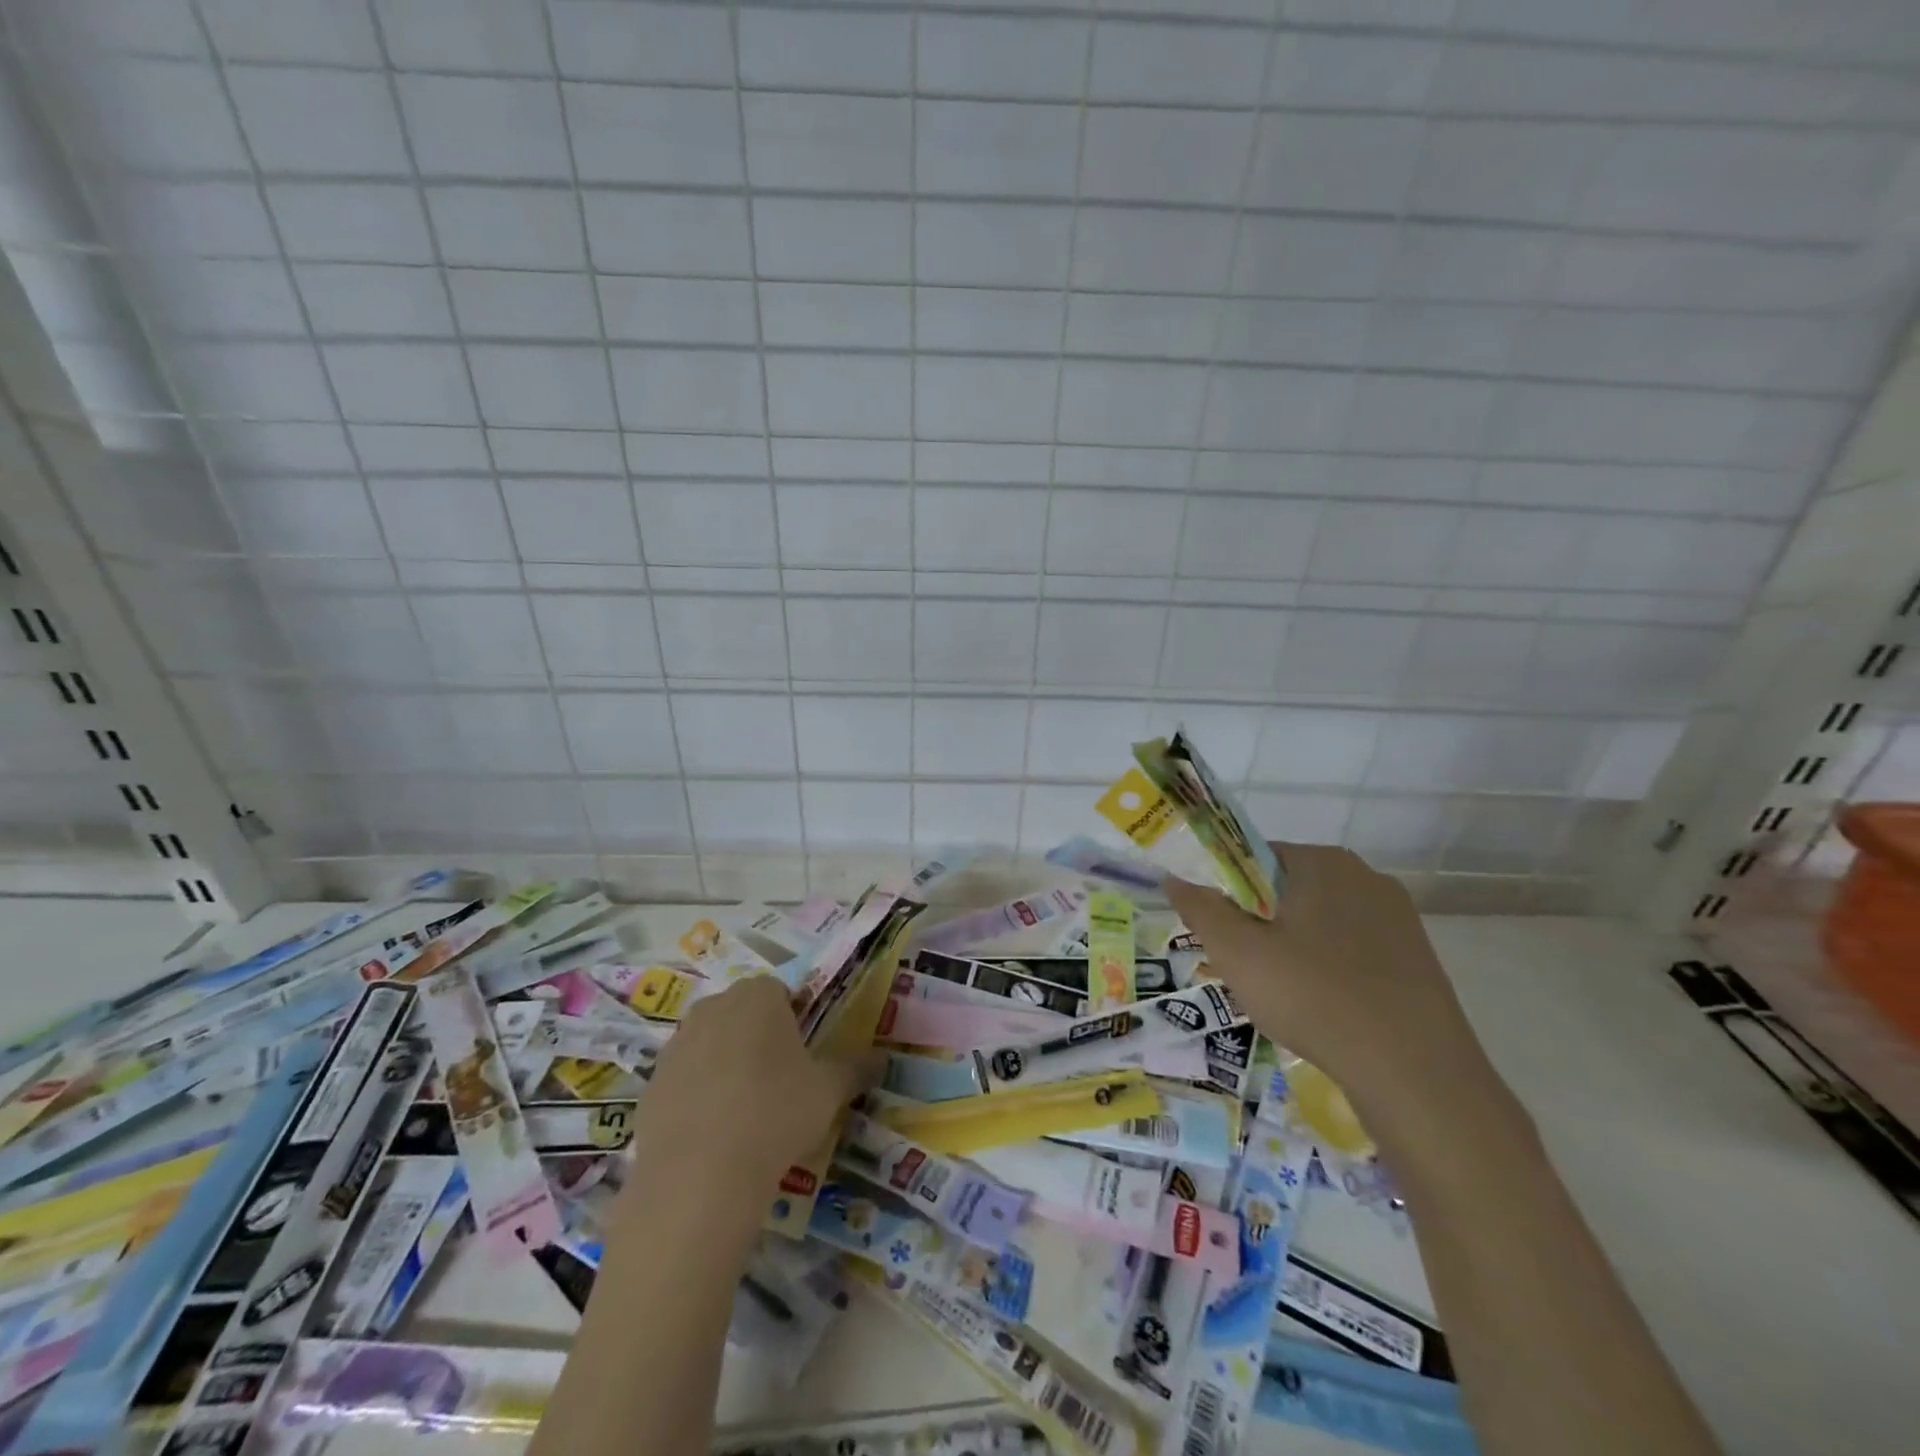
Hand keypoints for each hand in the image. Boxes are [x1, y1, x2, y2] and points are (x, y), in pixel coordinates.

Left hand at [627, 976, 881, 1204]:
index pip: (780, 990)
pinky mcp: (651, 1085)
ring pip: (710, 1044)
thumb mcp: (829, 1091)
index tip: (805, 1054)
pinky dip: (698, 1096)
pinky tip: (714, 1134)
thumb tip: (882, 1058)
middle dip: (759, 1037)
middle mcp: (713, 1007)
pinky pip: (684, 1080)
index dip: (795, 1018)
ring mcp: (676, 1045)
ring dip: (727, 1064)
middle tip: (780, 1081)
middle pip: (742, 1013)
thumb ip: (855, 1068)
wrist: (698, 1177)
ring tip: (746, 1111)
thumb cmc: (775, 1114)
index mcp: (758, 996)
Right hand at [1166, 842, 1499, 1144]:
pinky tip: (1325, 1008)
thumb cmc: (1313, 997)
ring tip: (1284, 995)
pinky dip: (1330, 969)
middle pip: (1290, 889)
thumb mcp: (1237, 953)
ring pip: (1322, 922)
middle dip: (1261, 922)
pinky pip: (1355, 950)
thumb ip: (1200, 909)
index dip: (1229, 893)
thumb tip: (1175, 878)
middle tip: (1247, 967)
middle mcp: (1366, 876)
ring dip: (1295, 947)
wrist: (1415, 1074)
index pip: (1256, 858)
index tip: (1222, 933)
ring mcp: (1400, 918)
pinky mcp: (1419, 958)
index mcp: (1324, 862)